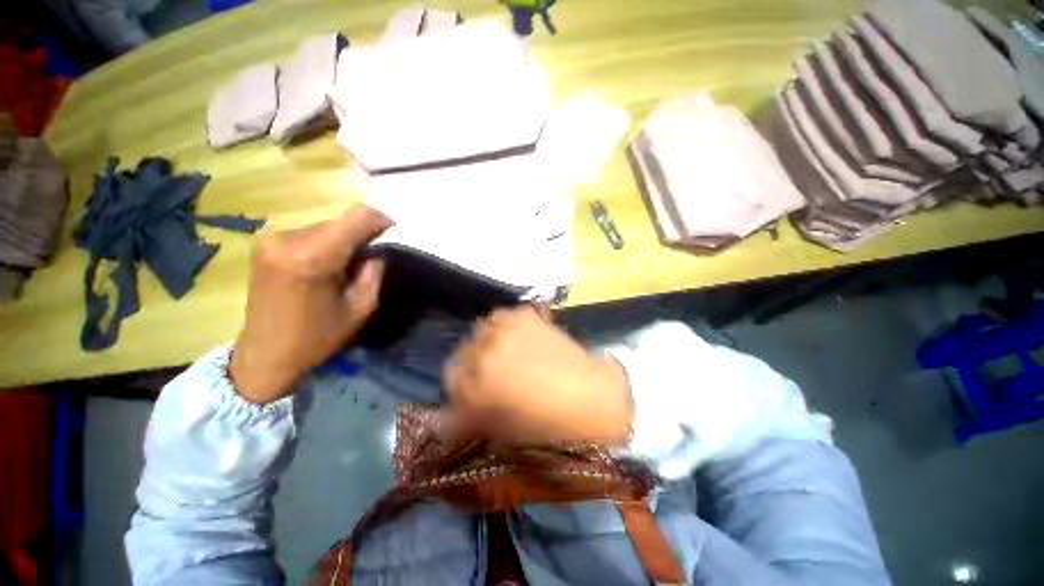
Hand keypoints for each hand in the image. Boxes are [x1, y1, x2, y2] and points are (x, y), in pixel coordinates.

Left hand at [230, 205, 391, 403]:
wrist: (264, 355)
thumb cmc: (316, 337)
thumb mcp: (360, 308)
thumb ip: (373, 272)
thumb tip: (375, 251)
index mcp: (312, 257)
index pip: (355, 217)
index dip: (380, 219)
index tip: (394, 231)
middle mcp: (287, 240)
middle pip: (339, 222)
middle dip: (361, 235)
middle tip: (370, 259)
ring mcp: (271, 240)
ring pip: (325, 227)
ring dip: (343, 241)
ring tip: (346, 267)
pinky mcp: (265, 245)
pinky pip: (309, 234)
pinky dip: (326, 244)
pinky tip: (326, 267)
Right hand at [444, 307, 632, 444]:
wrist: (589, 396)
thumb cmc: (545, 422)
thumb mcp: (499, 429)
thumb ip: (464, 419)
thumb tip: (436, 418)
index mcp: (475, 388)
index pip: (450, 374)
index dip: (462, 381)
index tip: (474, 385)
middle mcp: (484, 354)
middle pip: (465, 349)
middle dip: (475, 360)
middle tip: (494, 368)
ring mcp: (506, 330)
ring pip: (482, 328)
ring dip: (490, 339)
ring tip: (508, 349)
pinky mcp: (526, 315)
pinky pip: (504, 315)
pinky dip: (508, 325)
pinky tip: (522, 336)